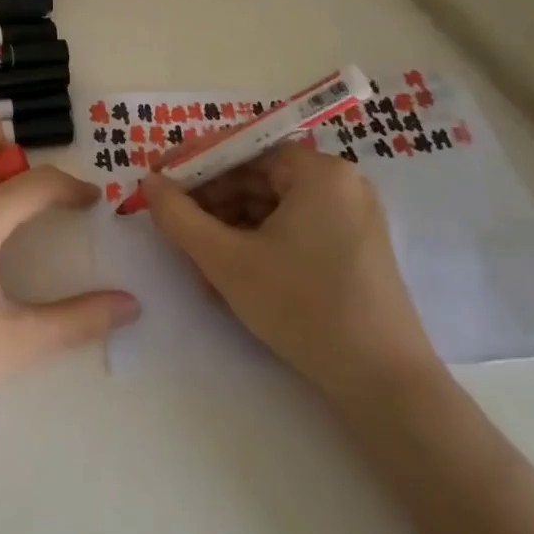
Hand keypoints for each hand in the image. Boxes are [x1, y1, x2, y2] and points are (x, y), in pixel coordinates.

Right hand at [140, 142, 438, 406]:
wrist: (385, 385)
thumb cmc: (303, 308)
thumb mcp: (227, 261)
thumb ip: (179, 217)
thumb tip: (148, 183)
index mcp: (318, 171)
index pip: (242, 148)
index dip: (193, 162)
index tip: (157, 181)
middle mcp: (339, 183)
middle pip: (257, 177)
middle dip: (210, 202)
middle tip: (174, 227)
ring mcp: (350, 217)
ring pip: (271, 207)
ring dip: (229, 228)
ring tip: (198, 262)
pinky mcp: (352, 248)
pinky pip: (293, 229)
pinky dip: (258, 244)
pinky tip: (230, 275)